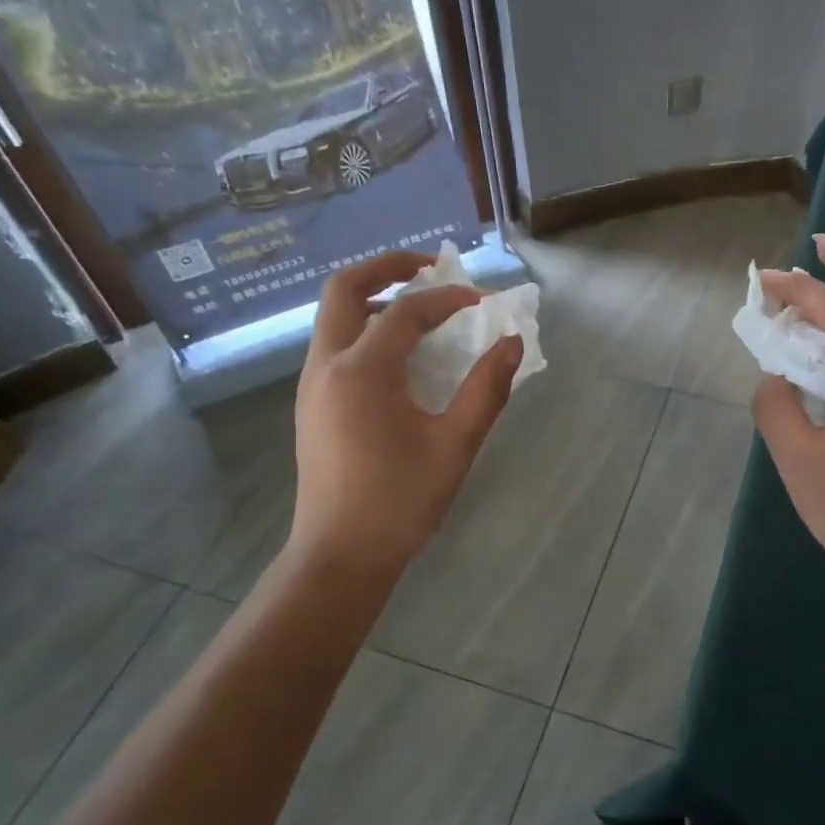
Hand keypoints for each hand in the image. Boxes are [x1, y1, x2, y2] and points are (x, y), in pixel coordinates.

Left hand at [287, 250, 521, 582]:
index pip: (407, 311)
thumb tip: (512, 343)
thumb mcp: (454, 446)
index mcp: (361, 372)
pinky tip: (401, 358)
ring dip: (375, 299)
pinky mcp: (312, 404)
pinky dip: (366, 330)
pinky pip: (335, 345)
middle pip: (345, 289)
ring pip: (334, 317)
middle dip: (388, 268)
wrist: (339, 556)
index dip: (450, 299)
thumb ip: (486, 390)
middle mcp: (326, 365)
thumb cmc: (399, 503)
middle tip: (432, 269)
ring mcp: (312, 384)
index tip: (487, 303)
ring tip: (422, 311)